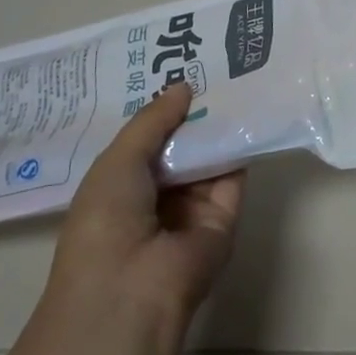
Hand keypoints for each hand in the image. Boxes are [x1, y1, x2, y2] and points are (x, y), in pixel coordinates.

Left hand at [47, 82, 243, 320]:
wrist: (133, 288)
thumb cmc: (106, 221)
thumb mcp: (118, 161)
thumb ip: (152, 122)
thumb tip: (183, 86)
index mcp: (119, 188)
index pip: (145, 143)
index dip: (160, 112)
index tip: (177, 71)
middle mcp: (156, 197)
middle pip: (180, 148)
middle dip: (192, 114)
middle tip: (213, 67)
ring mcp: (192, 209)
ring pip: (208, 158)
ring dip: (218, 126)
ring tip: (236, 79)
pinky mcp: (225, 217)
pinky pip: (234, 176)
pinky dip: (240, 147)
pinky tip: (249, 111)